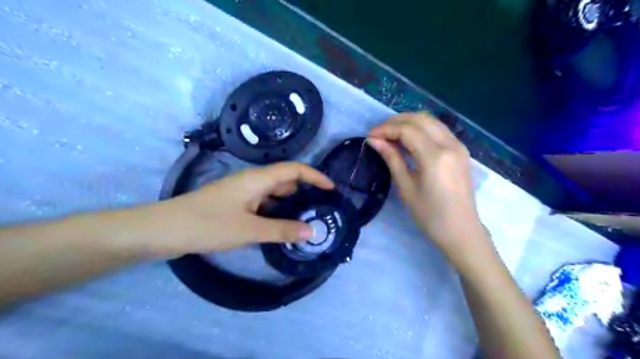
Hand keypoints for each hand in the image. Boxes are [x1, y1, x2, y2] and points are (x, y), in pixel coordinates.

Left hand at [141, 162, 334, 256]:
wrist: (163, 230)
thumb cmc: (207, 224)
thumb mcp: (249, 230)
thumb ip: (281, 230)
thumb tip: (312, 231)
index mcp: (257, 179)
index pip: (294, 170)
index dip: (315, 176)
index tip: (332, 189)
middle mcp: (252, 182)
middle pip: (285, 180)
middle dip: (305, 192)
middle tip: (321, 210)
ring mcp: (243, 193)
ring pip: (274, 194)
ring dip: (290, 204)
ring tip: (306, 220)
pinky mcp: (235, 204)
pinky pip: (263, 204)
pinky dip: (276, 213)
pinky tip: (281, 227)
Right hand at [368, 114, 488, 262]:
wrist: (460, 230)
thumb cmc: (429, 215)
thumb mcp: (406, 187)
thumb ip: (391, 159)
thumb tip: (374, 141)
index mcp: (435, 157)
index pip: (407, 130)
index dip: (385, 129)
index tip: (370, 137)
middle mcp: (449, 144)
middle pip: (419, 119)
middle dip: (395, 121)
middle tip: (378, 134)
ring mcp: (458, 145)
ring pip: (430, 121)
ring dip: (408, 122)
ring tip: (390, 134)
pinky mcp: (461, 150)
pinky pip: (438, 129)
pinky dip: (420, 128)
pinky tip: (409, 139)